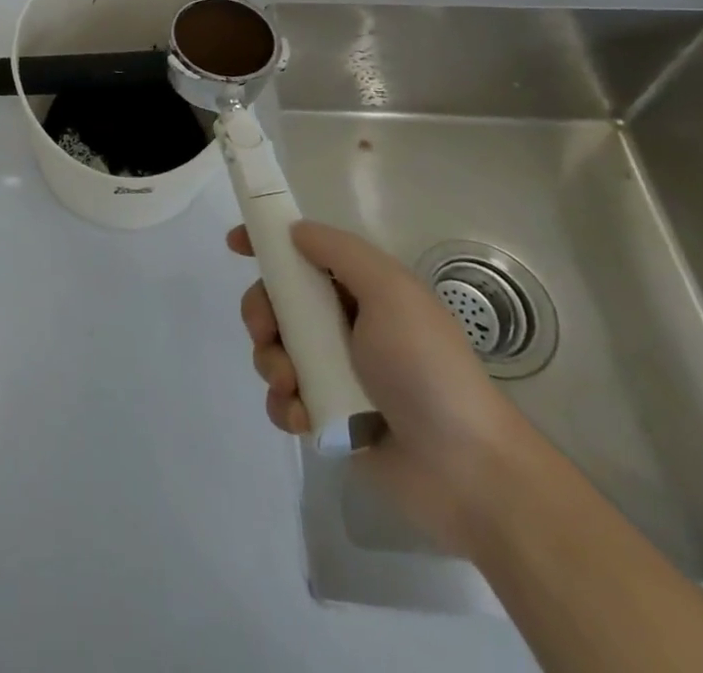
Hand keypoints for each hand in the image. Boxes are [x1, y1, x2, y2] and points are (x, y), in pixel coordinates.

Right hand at [229, 219, 531, 548]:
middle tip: (266, 332)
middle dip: (261, 313)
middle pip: (277, 302)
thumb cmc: (427, 368)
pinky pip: (284, 400)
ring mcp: (334, 373)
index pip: (304, 254)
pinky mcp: (327, 418)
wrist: (467, 471)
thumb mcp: (391, 292)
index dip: (267, 244)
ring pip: (274, 350)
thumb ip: (340, 253)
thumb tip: (295, 231)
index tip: (234, 245)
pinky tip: (303, 419)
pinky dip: (284, 405)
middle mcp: (344, 326)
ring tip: (293, 386)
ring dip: (271, 363)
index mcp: (361, 291)